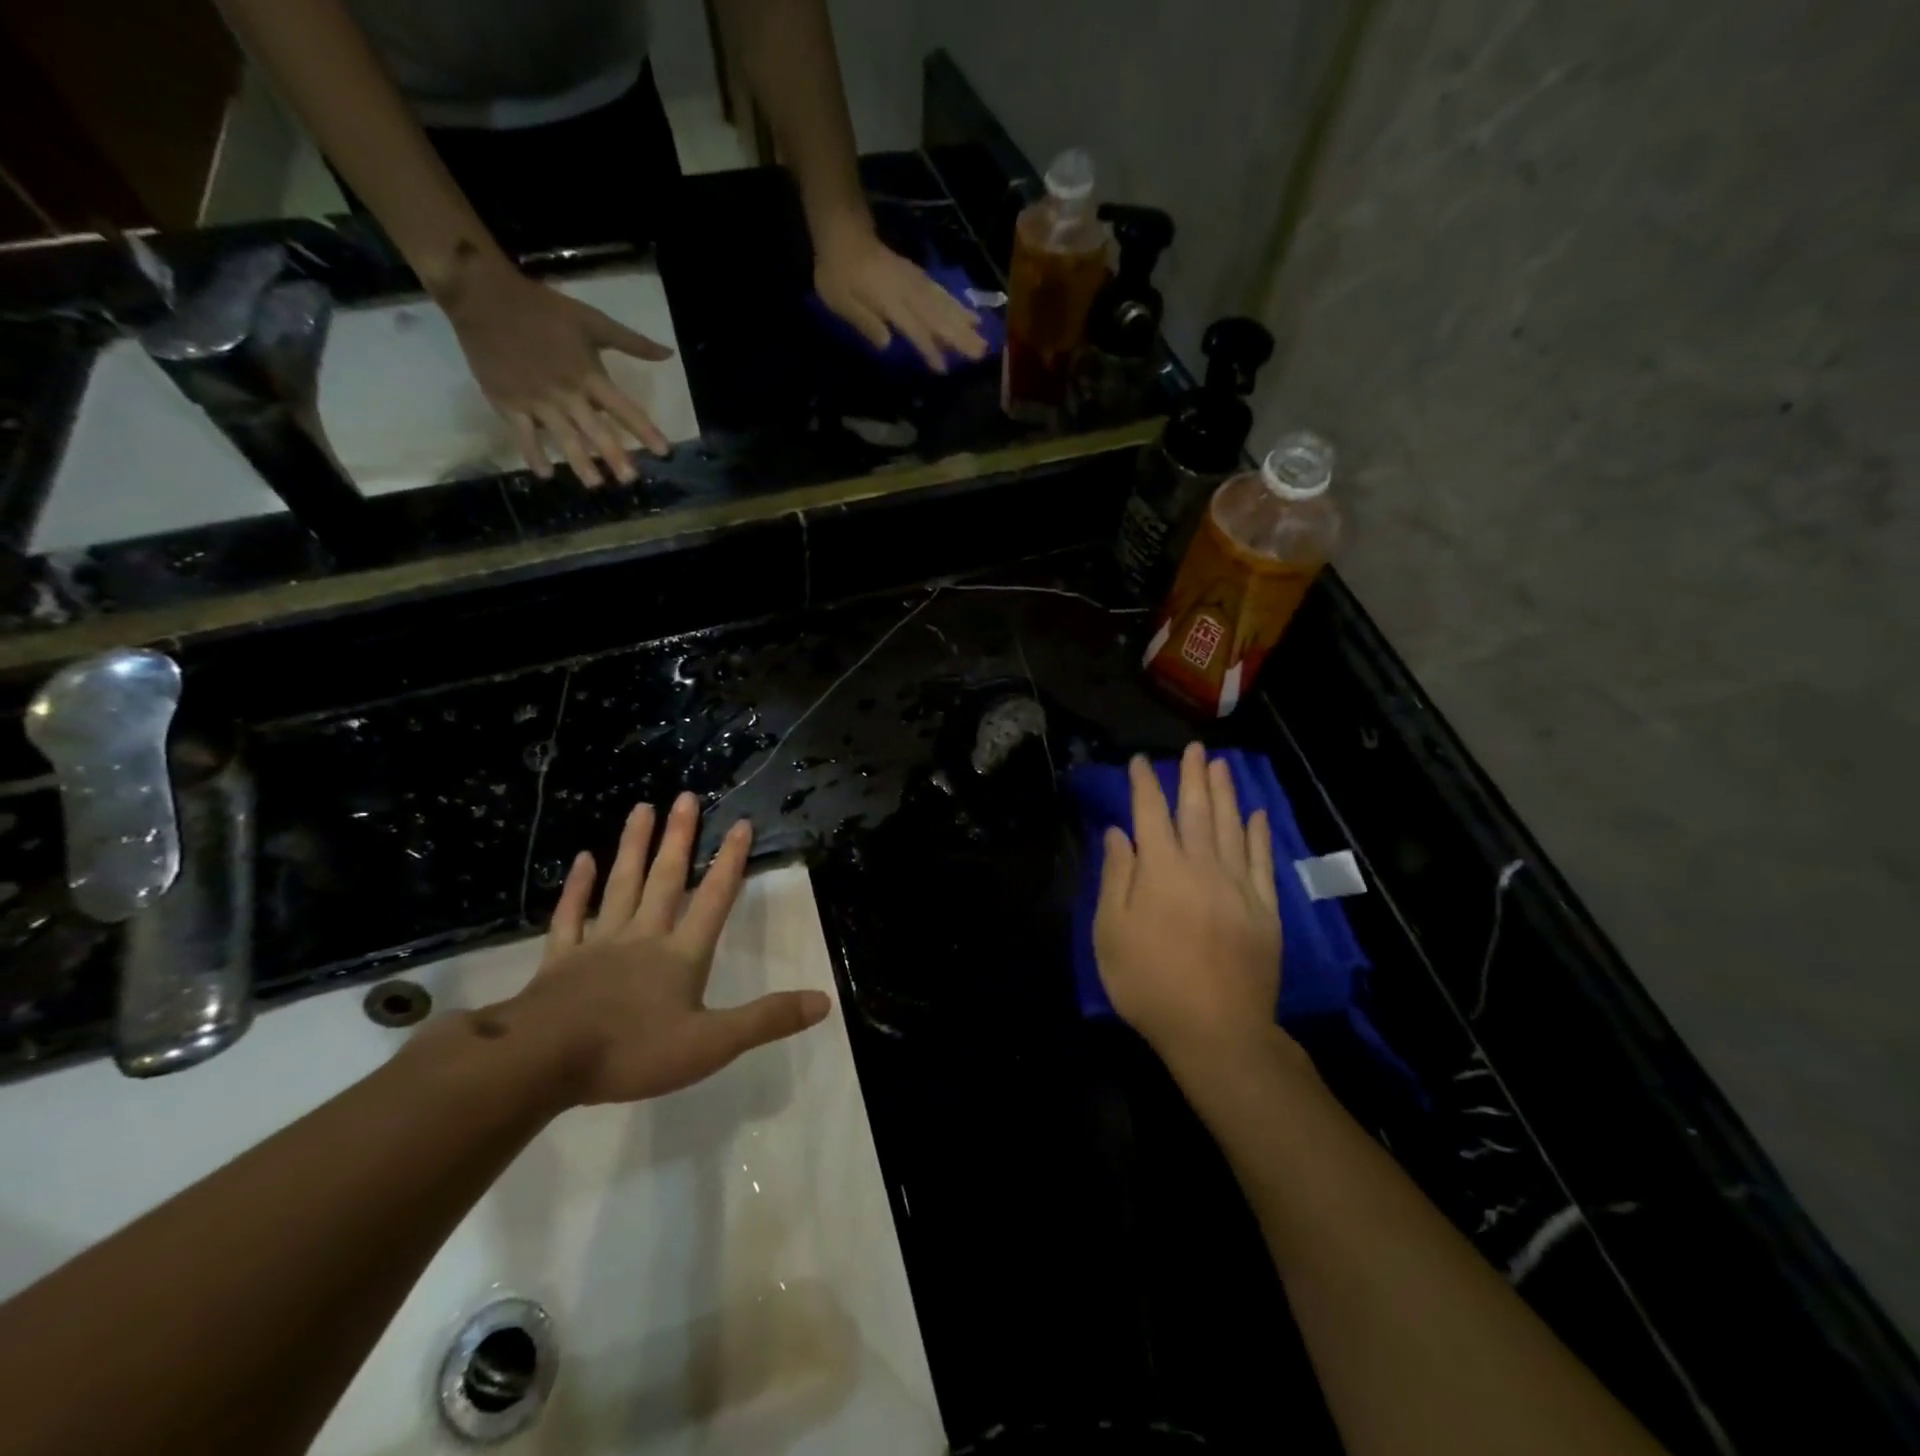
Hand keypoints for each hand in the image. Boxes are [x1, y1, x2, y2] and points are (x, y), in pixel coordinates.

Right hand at [445, 260, 674, 486]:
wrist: (482, 295)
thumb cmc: (543, 308)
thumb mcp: (591, 320)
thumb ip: (630, 341)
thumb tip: (667, 354)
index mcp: (588, 374)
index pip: (623, 408)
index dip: (645, 430)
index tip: (664, 452)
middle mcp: (566, 392)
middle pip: (595, 430)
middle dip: (614, 456)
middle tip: (630, 480)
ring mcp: (536, 400)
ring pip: (563, 437)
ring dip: (580, 462)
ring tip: (595, 484)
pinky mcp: (508, 402)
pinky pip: (523, 434)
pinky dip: (533, 454)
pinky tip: (545, 474)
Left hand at [487, 792, 831, 1105]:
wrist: (543, 1061)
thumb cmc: (632, 1052)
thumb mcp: (711, 1044)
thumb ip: (767, 1019)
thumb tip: (824, 1000)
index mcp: (681, 954)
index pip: (714, 899)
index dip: (730, 862)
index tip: (740, 822)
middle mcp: (644, 936)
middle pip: (666, 879)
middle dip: (680, 838)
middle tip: (686, 796)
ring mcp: (600, 943)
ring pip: (622, 885)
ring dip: (634, 846)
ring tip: (642, 807)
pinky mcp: (561, 959)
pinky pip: (570, 915)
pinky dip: (578, 887)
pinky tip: (583, 859)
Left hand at [813, 222, 987, 372]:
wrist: (842, 230)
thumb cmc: (836, 271)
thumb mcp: (839, 300)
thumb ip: (864, 321)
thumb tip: (888, 343)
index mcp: (889, 299)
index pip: (914, 328)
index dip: (929, 349)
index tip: (944, 368)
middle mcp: (908, 290)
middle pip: (938, 316)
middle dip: (960, 336)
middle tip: (982, 353)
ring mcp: (915, 281)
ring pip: (944, 304)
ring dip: (964, 323)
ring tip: (983, 339)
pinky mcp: (917, 276)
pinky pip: (941, 292)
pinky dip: (957, 305)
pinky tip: (969, 316)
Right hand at [1093, 743, 1283, 1068]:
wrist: (1216, 1030)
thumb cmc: (1149, 983)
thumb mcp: (1111, 934)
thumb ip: (1116, 878)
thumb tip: (1119, 834)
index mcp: (1160, 871)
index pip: (1150, 814)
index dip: (1144, 785)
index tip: (1140, 761)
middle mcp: (1202, 867)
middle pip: (1196, 811)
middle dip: (1192, 777)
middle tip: (1193, 748)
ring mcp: (1239, 886)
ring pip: (1232, 827)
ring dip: (1226, 793)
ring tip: (1221, 765)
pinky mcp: (1265, 909)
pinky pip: (1263, 861)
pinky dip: (1259, 835)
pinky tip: (1256, 815)